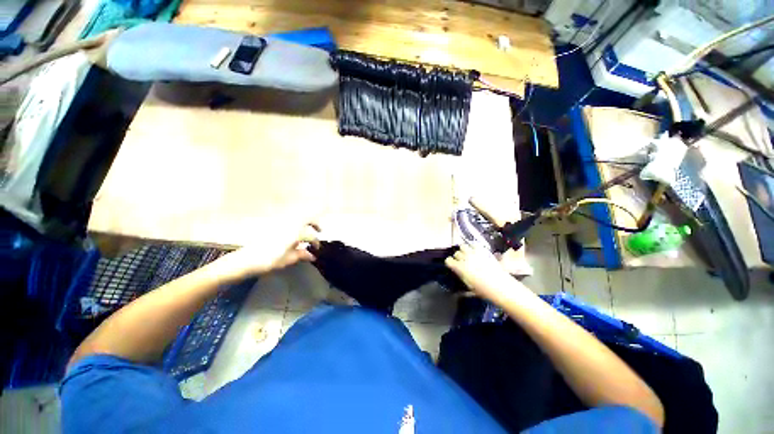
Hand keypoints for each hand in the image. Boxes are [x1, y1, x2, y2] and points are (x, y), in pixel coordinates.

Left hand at [213, 221, 320, 280]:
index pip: (310, 235)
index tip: (317, 249)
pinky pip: (289, 224)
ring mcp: (279, 225)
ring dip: (305, 224)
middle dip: (315, 223)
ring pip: (297, 220)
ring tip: (307, 235)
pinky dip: (296, 228)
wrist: (243, 261)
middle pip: (306, 218)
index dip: (316, 242)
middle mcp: (288, 225)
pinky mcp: (272, 228)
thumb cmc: (267, 261)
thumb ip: (301, 255)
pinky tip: (294, 238)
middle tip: (319, 231)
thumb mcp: (287, 260)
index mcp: (293, 233)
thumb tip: (312, 256)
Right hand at [445, 244, 528, 302]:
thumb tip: (459, 272)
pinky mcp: (483, 250)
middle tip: (462, 262)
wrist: (501, 286)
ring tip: (468, 255)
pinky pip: (474, 245)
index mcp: (459, 267)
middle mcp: (464, 258)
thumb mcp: (468, 285)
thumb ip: (461, 276)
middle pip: (456, 253)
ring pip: (463, 246)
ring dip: (464, 250)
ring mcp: (474, 253)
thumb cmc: (484, 290)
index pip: (448, 260)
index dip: (451, 263)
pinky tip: (476, 252)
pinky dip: (473, 247)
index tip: (453, 265)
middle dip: (458, 257)